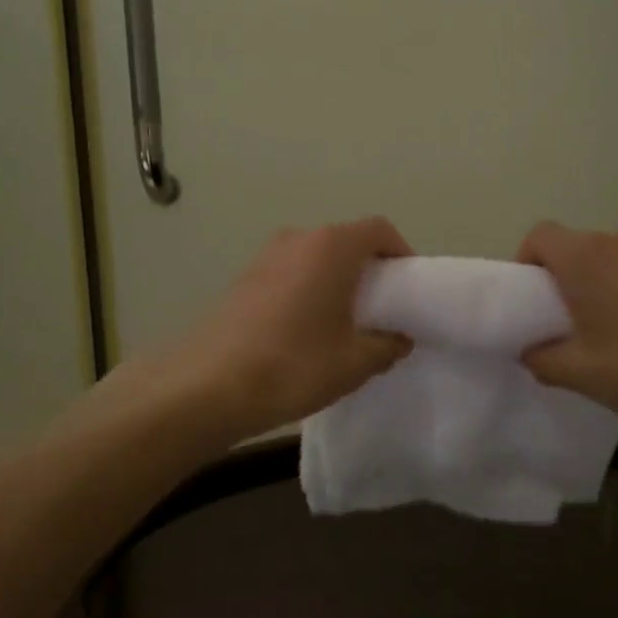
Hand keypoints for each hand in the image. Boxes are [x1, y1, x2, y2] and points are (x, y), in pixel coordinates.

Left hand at [167, 217, 414, 440]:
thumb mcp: (356, 362)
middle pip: (346, 241)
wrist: (209, 387)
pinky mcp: (243, 280)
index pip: (379, 230)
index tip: (409, 289)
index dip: (401, 254)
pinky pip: (289, 275)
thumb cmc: (294, 366)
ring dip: (335, 282)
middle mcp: (297, 239)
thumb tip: (399, 338)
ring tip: (344, 325)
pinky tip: (305, 332)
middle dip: (369, 270)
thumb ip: (388, 344)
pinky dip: (307, 292)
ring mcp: (264, 257)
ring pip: (315, 259)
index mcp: (331, 247)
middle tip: (382, 310)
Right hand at [516, 222, 617, 432]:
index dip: (526, 263)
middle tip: (564, 323)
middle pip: (575, 247)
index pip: (539, 236)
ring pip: (610, 259)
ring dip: (598, 285)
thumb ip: (542, 359)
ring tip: (607, 331)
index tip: (530, 301)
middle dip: (562, 279)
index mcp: (585, 258)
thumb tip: (531, 351)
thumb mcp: (580, 373)